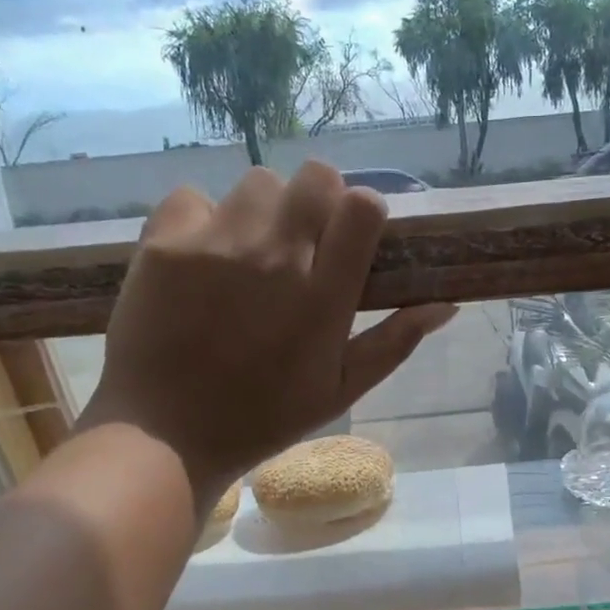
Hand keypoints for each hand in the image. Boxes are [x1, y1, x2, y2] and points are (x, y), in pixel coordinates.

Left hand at [79, 162, 454, 508]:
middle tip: (301, 242)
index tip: (350, 239)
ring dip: (263, 210)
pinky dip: (202, 219)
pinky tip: (199, 258)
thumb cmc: (263, 417)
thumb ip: (394, 343)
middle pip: (315, 175)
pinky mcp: (164, 243)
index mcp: (322, 296)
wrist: (165, 434)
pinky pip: (194, 197)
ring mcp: (215, 244)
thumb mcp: (341, 391)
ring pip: (257, 183)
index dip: (362, 213)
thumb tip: (445, 304)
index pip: (362, 206)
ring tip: (246, 253)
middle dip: (317, 200)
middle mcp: (274, 257)